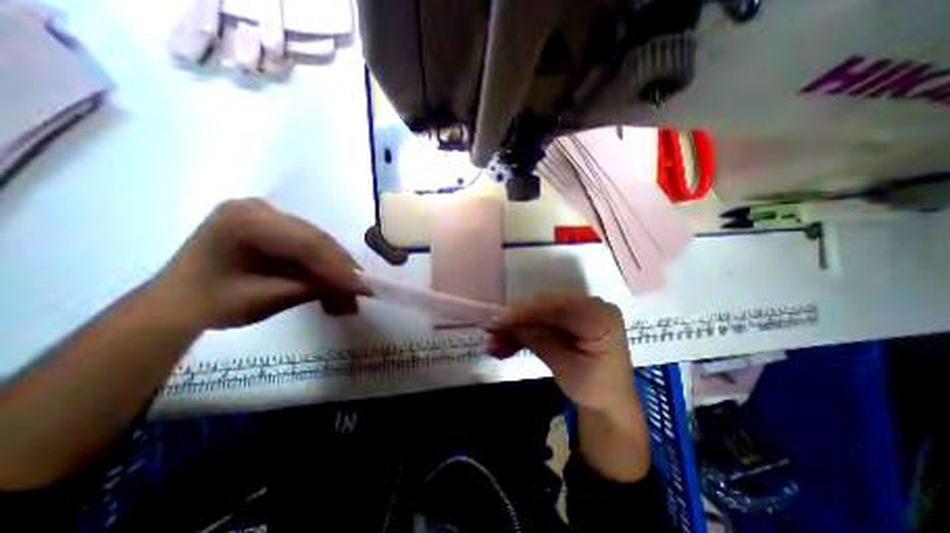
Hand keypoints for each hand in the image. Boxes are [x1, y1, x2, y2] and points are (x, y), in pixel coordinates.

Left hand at [152, 198, 366, 329]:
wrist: (178, 303)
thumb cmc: (213, 303)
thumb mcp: (268, 298)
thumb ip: (316, 288)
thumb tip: (360, 289)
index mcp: (246, 220)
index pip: (307, 244)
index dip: (339, 268)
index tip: (363, 289)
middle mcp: (260, 209)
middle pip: (317, 241)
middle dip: (341, 270)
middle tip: (361, 292)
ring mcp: (268, 215)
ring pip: (318, 243)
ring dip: (335, 270)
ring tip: (348, 295)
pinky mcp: (275, 226)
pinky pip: (309, 246)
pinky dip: (323, 266)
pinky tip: (333, 284)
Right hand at [494, 295, 632, 412]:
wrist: (609, 402)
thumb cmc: (596, 389)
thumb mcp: (567, 369)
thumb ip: (540, 341)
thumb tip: (509, 323)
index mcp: (601, 317)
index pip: (559, 307)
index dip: (528, 311)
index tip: (500, 320)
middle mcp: (591, 306)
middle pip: (547, 307)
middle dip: (518, 321)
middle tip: (494, 333)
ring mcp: (579, 311)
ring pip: (540, 314)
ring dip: (518, 328)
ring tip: (497, 344)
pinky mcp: (569, 319)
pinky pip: (542, 321)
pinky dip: (525, 332)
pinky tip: (507, 345)